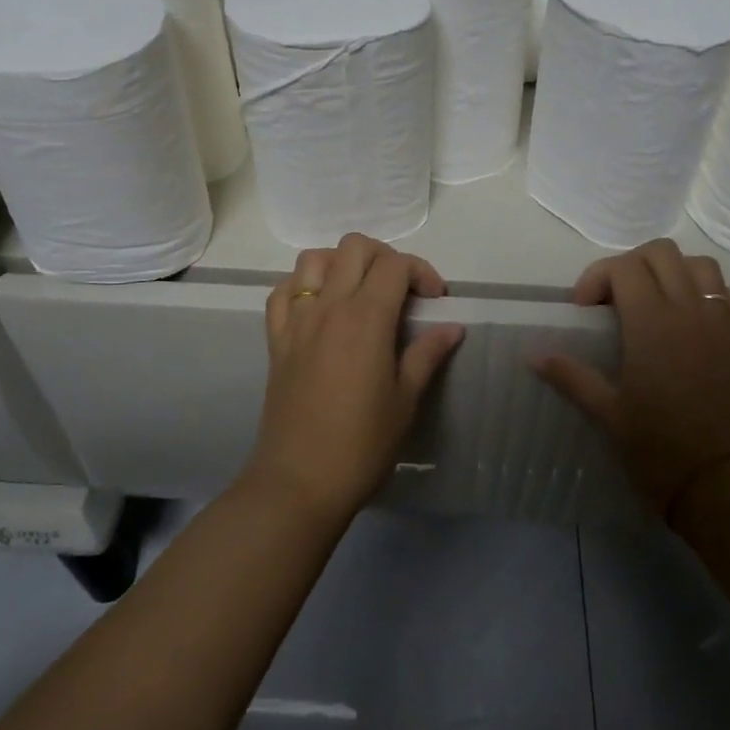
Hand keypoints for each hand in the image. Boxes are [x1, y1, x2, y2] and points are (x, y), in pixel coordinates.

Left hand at [249, 233, 463, 522]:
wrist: (300, 482)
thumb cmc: (362, 444)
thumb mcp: (405, 399)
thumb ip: (427, 354)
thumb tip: (452, 327)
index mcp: (366, 318)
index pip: (395, 265)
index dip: (422, 272)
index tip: (435, 300)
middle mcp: (329, 307)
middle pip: (354, 247)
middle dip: (385, 257)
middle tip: (401, 290)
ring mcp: (297, 321)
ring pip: (313, 259)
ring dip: (340, 263)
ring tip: (359, 291)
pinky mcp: (276, 339)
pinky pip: (283, 291)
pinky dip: (302, 285)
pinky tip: (319, 307)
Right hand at [532, 238, 729, 513]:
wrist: (721, 485)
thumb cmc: (657, 447)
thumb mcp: (607, 411)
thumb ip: (570, 375)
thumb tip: (533, 355)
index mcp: (652, 322)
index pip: (624, 267)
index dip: (597, 277)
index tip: (585, 310)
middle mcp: (689, 311)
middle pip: (662, 253)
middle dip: (632, 265)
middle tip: (615, 300)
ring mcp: (721, 324)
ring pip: (702, 266)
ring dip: (674, 272)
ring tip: (655, 300)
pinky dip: (715, 295)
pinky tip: (698, 317)